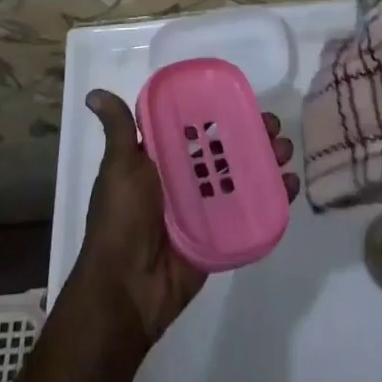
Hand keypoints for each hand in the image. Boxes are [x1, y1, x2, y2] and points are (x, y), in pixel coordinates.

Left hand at [74, 90, 300, 348]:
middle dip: (252, 136)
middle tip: (274, 129)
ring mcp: (205, 210)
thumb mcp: (118, 167)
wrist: (126, 289)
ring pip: (242, 178)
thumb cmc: (121, 219)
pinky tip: (289, 186)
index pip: (197, 128)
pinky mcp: (220, 237)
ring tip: (286, 153)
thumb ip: (119, 130)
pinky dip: (271, 199)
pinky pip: (249, 213)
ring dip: (266, 162)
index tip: (245, 100)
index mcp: (161, 160)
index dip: (221, 113)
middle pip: (225, 150)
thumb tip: (93, 93)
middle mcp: (185, 180)